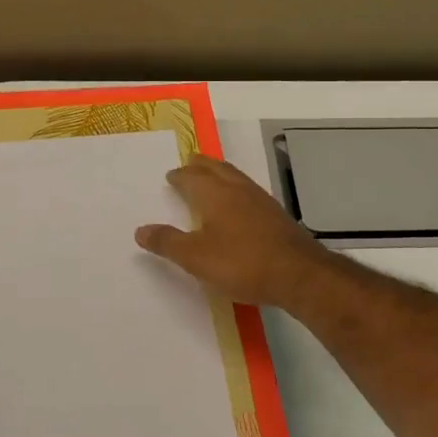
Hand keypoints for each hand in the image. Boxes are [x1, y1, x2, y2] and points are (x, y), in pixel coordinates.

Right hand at [135, 154, 330, 309]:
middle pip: (216, 169)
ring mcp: (260, 200)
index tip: (172, 175)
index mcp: (215, 195)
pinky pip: (249, 191)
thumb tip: (140, 230)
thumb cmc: (241, 263)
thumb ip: (168, 242)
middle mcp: (238, 190)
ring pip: (235, 177)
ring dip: (220, 173)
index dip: (180, 176)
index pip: (192, 178)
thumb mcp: (196, 258)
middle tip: (190, 162)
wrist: (297, 274)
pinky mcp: (276, 215)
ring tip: (212, 176)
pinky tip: (239, 203)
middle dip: (201, 165)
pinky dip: (236, 188)